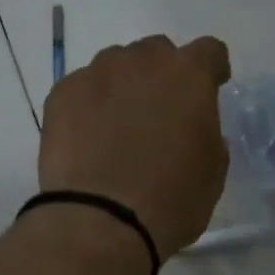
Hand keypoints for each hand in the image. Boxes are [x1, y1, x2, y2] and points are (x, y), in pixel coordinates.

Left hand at [39, 34, 232, 257]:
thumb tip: (193, 128)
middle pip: (157, 52)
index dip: (213, 69)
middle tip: (161, 113)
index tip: (212, 87)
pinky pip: (83, 89)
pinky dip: (90, 106)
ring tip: (119, 127)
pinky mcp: (61, 94)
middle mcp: (142, 61)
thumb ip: (208, 135)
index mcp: (189, 76)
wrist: (101, 222)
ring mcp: (97, 74)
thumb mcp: (212, 171)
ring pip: (116, 66)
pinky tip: (89, 140)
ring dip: (124, 87)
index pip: (209, 52)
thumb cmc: (171, 200)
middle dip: (163, 75)